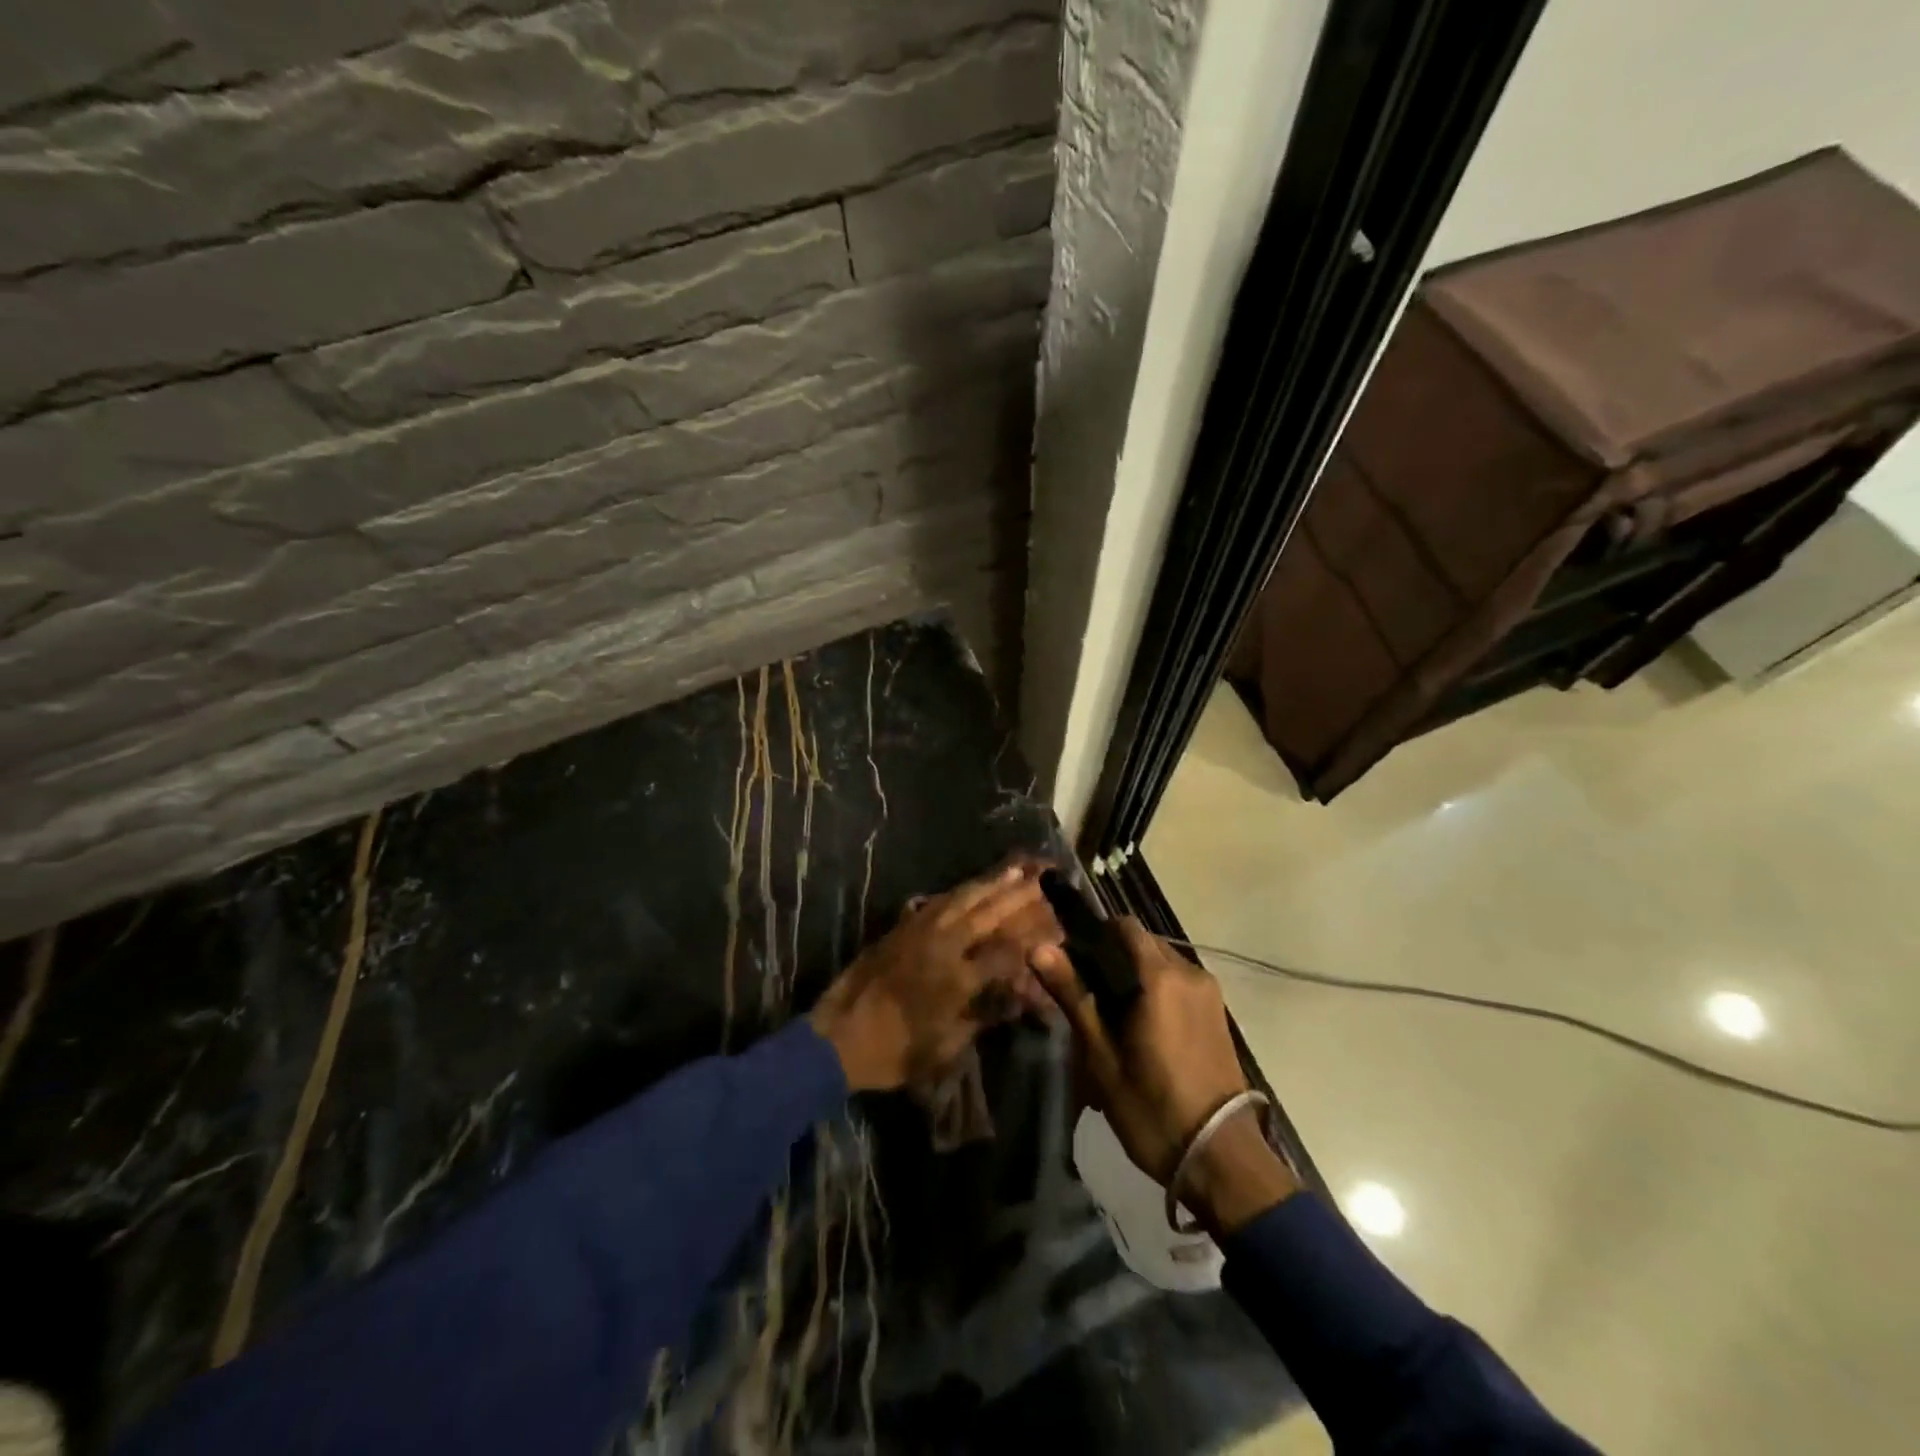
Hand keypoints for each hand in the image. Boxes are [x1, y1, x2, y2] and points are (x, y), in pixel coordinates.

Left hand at [809, 864, 1059, 1091]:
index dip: (1032, 942)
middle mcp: (943, 945)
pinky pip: (937, 901)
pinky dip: (959, 891)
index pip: (1006, 952)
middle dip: (1018, 897)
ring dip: (991, 883)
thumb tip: (1016, 998)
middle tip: (1042, 879)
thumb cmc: (895, 1051)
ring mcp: (920, 931)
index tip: (1054, 932)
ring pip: (963, 899)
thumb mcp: (947, 1046)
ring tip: (1015, 868)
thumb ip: (984, 1016)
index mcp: (958, 977)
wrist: (838, 1037)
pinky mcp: (901, 927)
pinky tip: (970, 886)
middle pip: (988, 914)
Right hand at [1033, 918, 1298, 1231]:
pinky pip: (1179, 984)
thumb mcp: (1101, 1055)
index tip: (1073, 962)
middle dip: (1113, 958)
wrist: (1221, 1159)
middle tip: (1087, 997)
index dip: (1094, 935)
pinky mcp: (1219, 1014)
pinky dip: (1157, 992)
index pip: (1123, 926)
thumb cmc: (1152, 1107)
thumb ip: (1073, 994)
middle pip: (1143, 943)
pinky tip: (1142, 1031)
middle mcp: (1190, 972)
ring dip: (1135, 977)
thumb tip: (1038, 948)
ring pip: (1162, 964)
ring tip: (1112, 1020)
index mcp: (1161, 976)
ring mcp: (1209, 993)